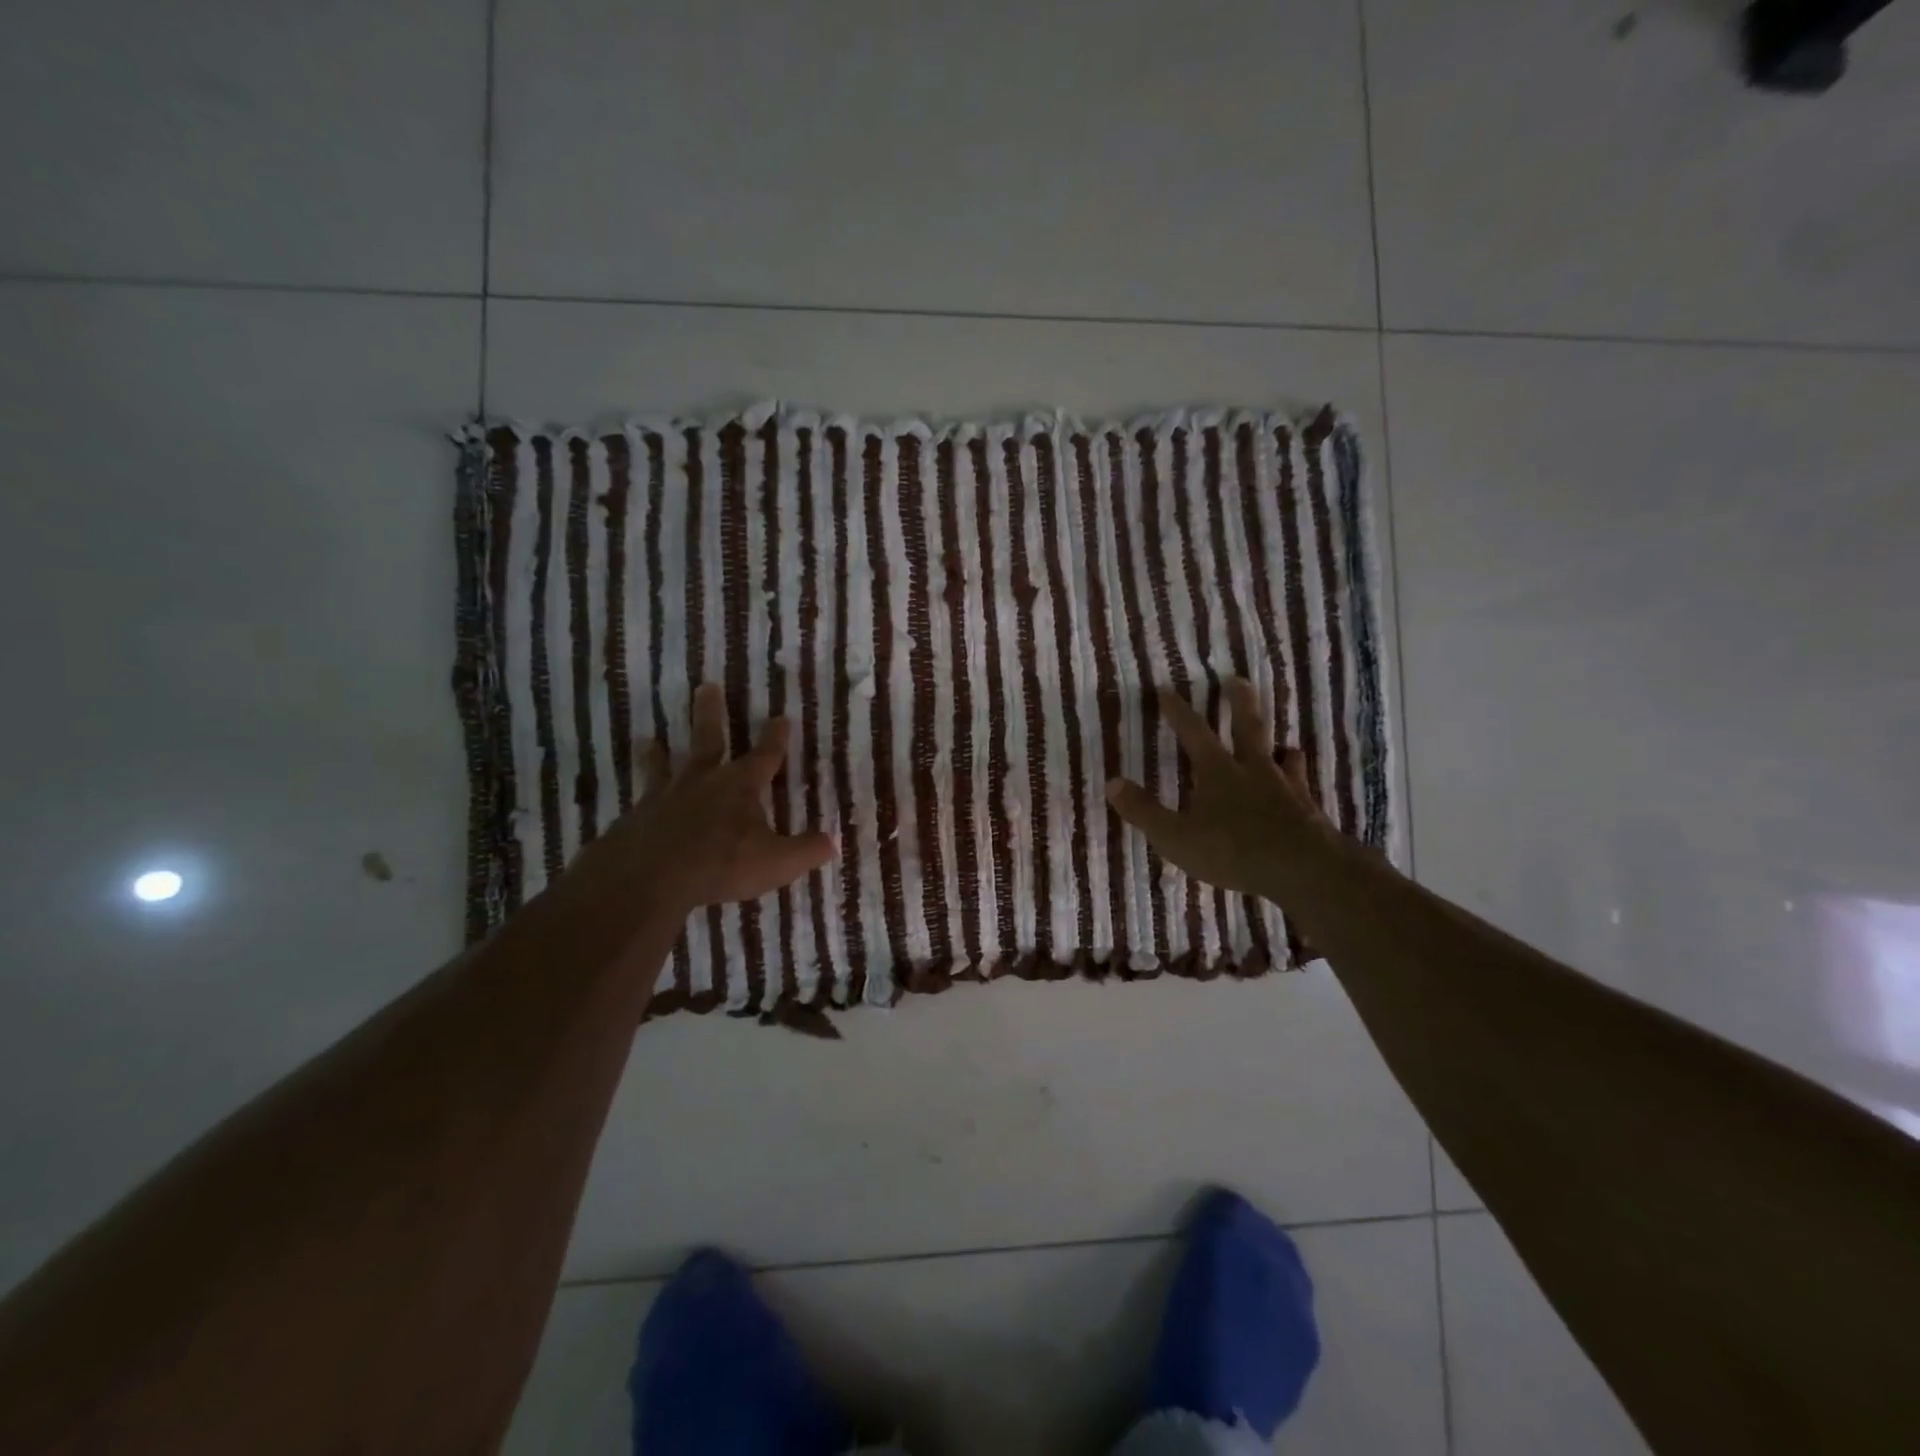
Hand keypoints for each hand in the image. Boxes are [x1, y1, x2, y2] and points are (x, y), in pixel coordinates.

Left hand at [564, 683, 833, 918]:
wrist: (650, 877)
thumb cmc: (721, 864)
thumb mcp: (776, 862)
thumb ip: (806, 851)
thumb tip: (834, 842)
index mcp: (740, 786)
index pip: (765, 756)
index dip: (776, 737)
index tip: (781, 716)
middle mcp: (703, 782)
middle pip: (708, 740)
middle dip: (710, 714)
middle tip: (706, 686)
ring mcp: (665, 797)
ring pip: (664, 766)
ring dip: (659, 753)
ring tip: (648, 739)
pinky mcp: (637, 817)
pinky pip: (641, 801)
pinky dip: (641, 799)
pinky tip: (633, 804)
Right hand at [1105, 677, 1329, 900]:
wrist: (1301, 868)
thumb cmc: (1232, 850)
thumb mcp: (1175, 836)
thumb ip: (1144, 811)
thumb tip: (1111, 783)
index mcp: (1217, 772)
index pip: (1194, 733)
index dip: (1178, 712)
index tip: (1166, 690)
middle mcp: (1253, 770)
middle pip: (1247, 727)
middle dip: (1239, 702)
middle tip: (1236, 680)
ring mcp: (1285, 788)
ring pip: (1280, 755)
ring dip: (1276, 745)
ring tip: (1280, 742)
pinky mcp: (1307, 809)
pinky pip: (1302, 786)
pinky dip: (1298, 780)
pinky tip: (1300, 785)